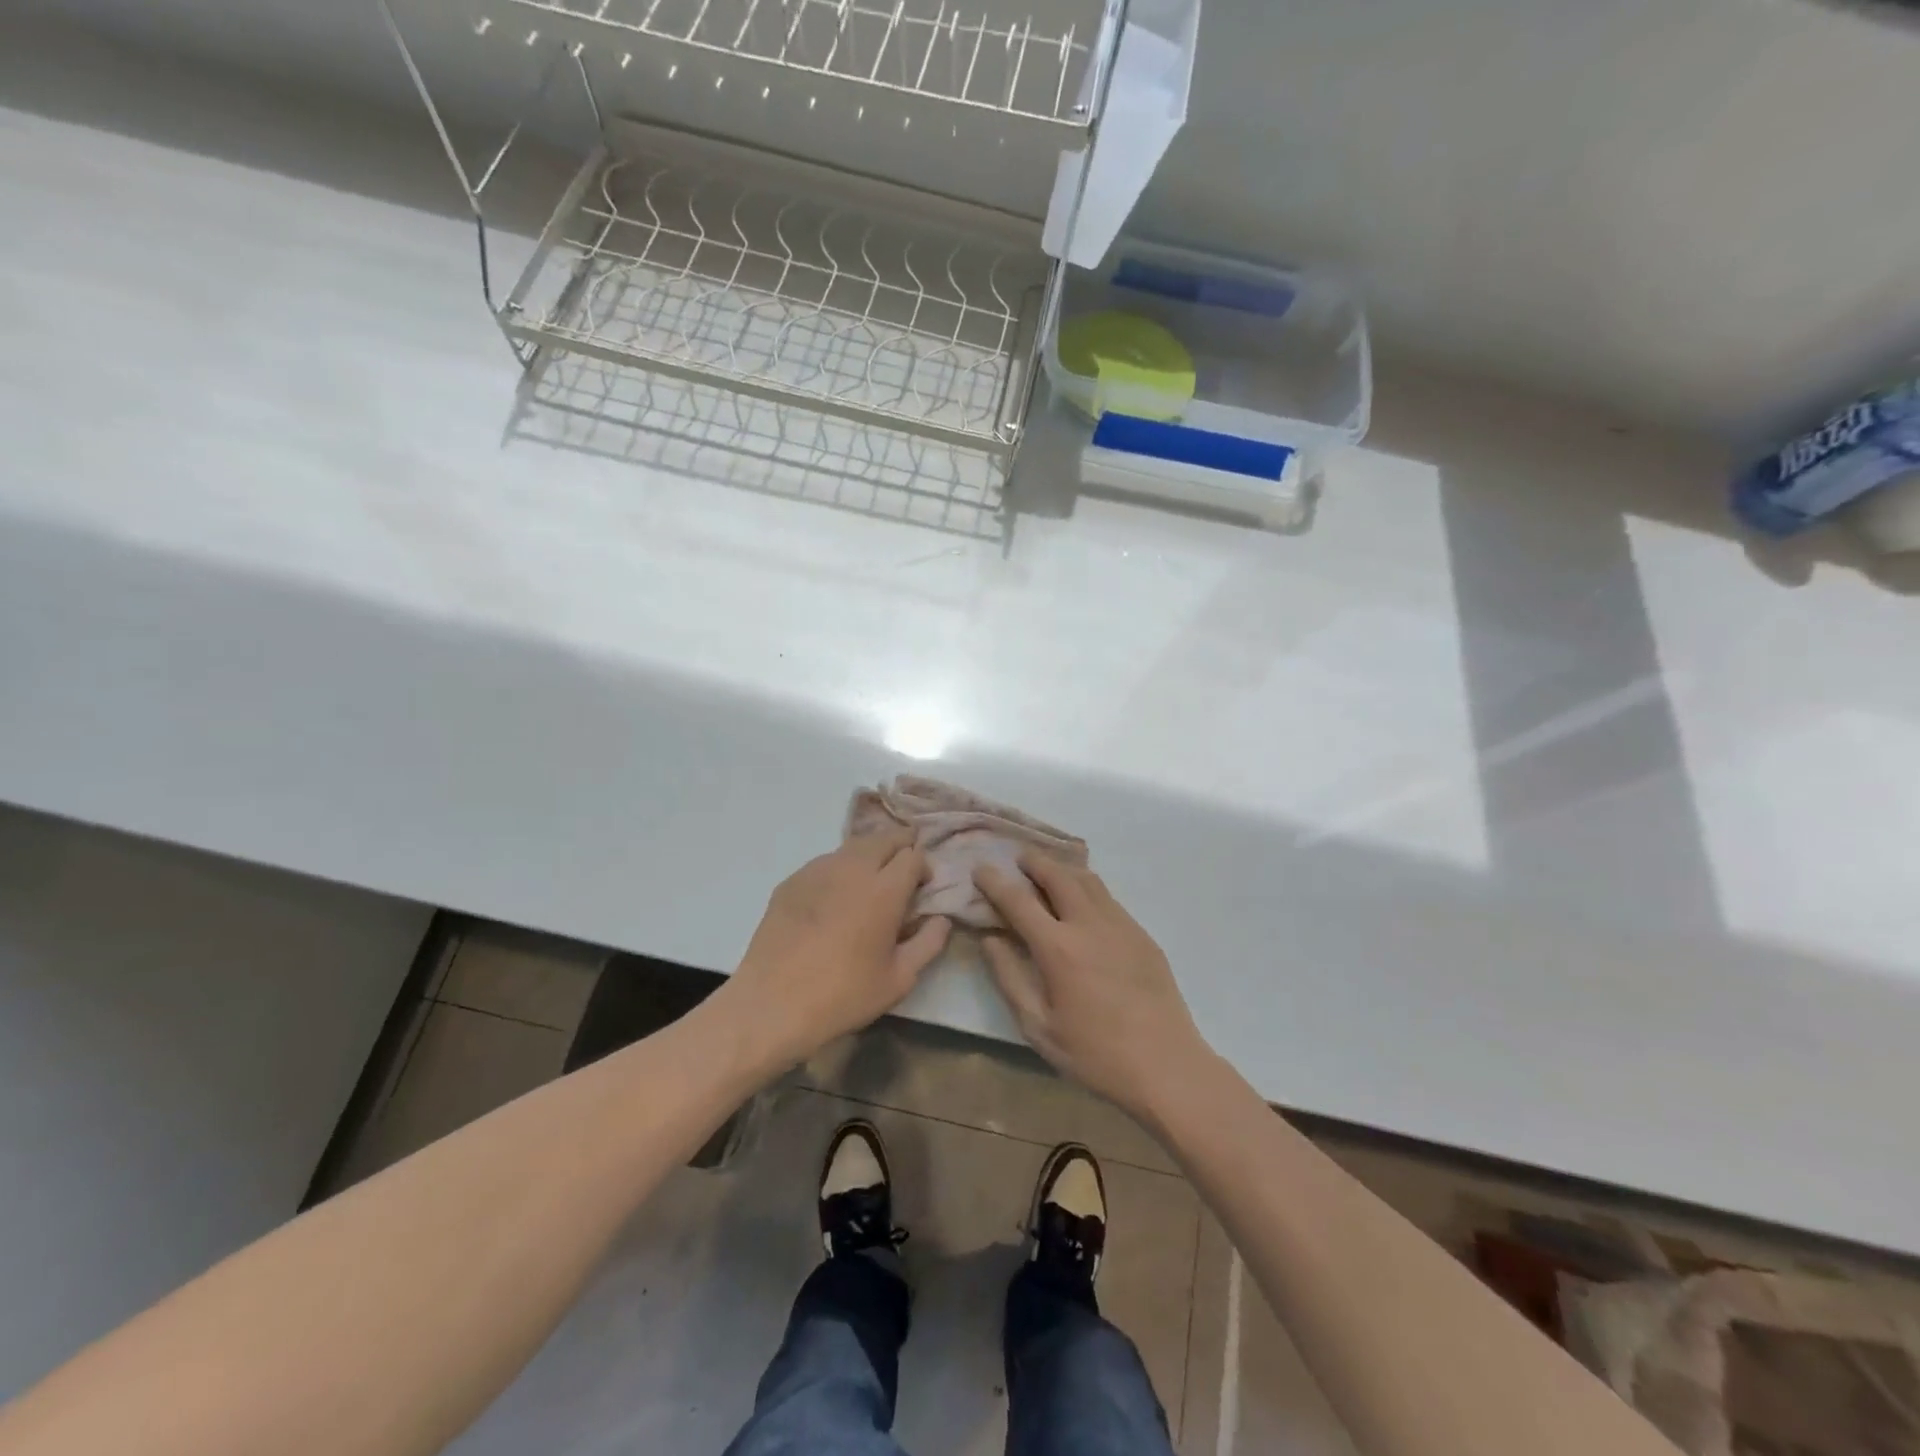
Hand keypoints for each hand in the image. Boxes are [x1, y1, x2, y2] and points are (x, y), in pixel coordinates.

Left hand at [729, 827, 950, 1064]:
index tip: (922, 888)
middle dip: (900, 847)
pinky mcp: (791, 881)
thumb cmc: (843, 995)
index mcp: (884, 890)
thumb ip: (929, 943)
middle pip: (884, 838)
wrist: (772, 1004)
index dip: (923, 867)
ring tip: (869, 883)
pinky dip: (839, 870)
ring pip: (852, 846)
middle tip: (902, 873)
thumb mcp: (899, 979)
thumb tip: (941, 919)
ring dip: (870, 855)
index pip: (913, 855)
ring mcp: (817, 870)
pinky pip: (825, 863)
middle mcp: (852, 869)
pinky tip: (834, 899)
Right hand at [975, 855, 1209, 1114]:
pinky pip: (1108, 898)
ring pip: (1087, 880)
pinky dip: (1087, 887)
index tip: (980, 868)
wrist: (1166, 1066)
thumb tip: (990, 939)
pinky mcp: (1142, 935)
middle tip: (1018, 858)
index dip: (995, 882)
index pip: (1019, 901)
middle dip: (1034, 862)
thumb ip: (1009, 978)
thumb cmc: (1095, 1054)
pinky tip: (1082, 900)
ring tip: (1048, 870)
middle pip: (1057, 876)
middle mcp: (1089, 925)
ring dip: (1063, 868)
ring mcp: (1121, 925)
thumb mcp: (1038, 1027)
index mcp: (1059, 948)